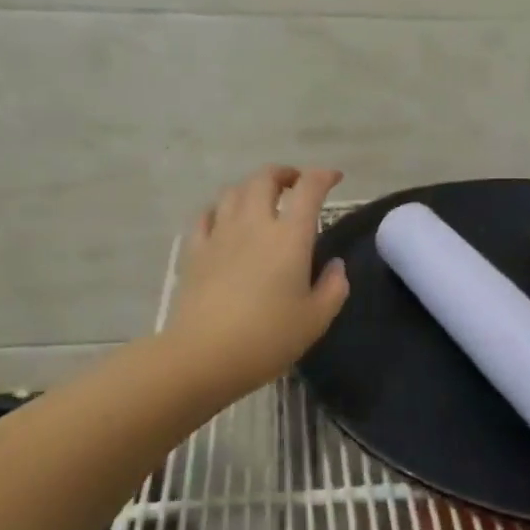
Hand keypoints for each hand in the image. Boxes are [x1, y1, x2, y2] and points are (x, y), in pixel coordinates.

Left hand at [166, 165, 350, 396]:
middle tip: (295, 184)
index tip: (334, 178)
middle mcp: (254, 224)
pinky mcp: (195, 251)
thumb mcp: (316, 319)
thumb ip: (333, 288)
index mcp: (290, 236)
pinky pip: (206, 215)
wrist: (204, 356)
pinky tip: (224, 220)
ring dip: (251, 187)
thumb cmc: (268, 338)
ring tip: (261, 200)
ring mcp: (220, 234)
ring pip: (233, 191)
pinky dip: (220, 209)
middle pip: (265, 178)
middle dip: (284, 174)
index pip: (309, 189)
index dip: (323, 176)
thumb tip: (335, 266)